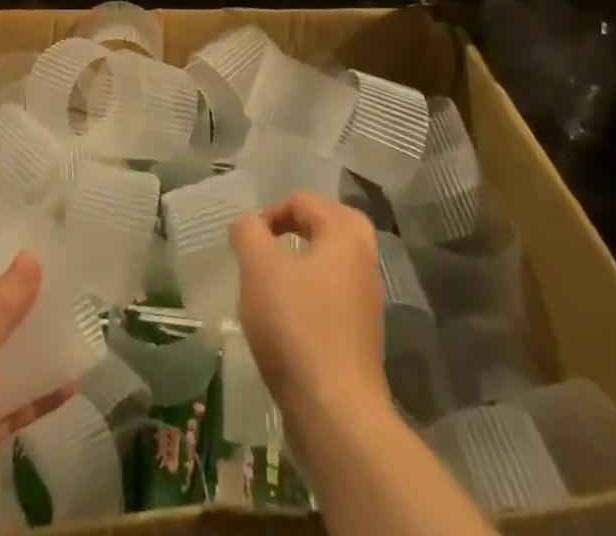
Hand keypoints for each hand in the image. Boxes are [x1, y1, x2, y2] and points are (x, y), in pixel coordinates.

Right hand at [230, 193, 389, 414]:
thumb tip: (248, 225)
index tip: (247, 242)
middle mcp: (364, 262)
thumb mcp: (259, 268)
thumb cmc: (297, 327)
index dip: (270, 213)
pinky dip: (312, 296)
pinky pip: (335, 299)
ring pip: (335, 264)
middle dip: (300, 227)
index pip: (305, 201)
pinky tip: (286, 320)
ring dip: (305, 263)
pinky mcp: (361, 339)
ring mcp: (367, 303)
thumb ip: (248, 233)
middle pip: (333, 225)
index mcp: (345, 235)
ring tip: (273, 282)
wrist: (336, 414)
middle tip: (272, 242)